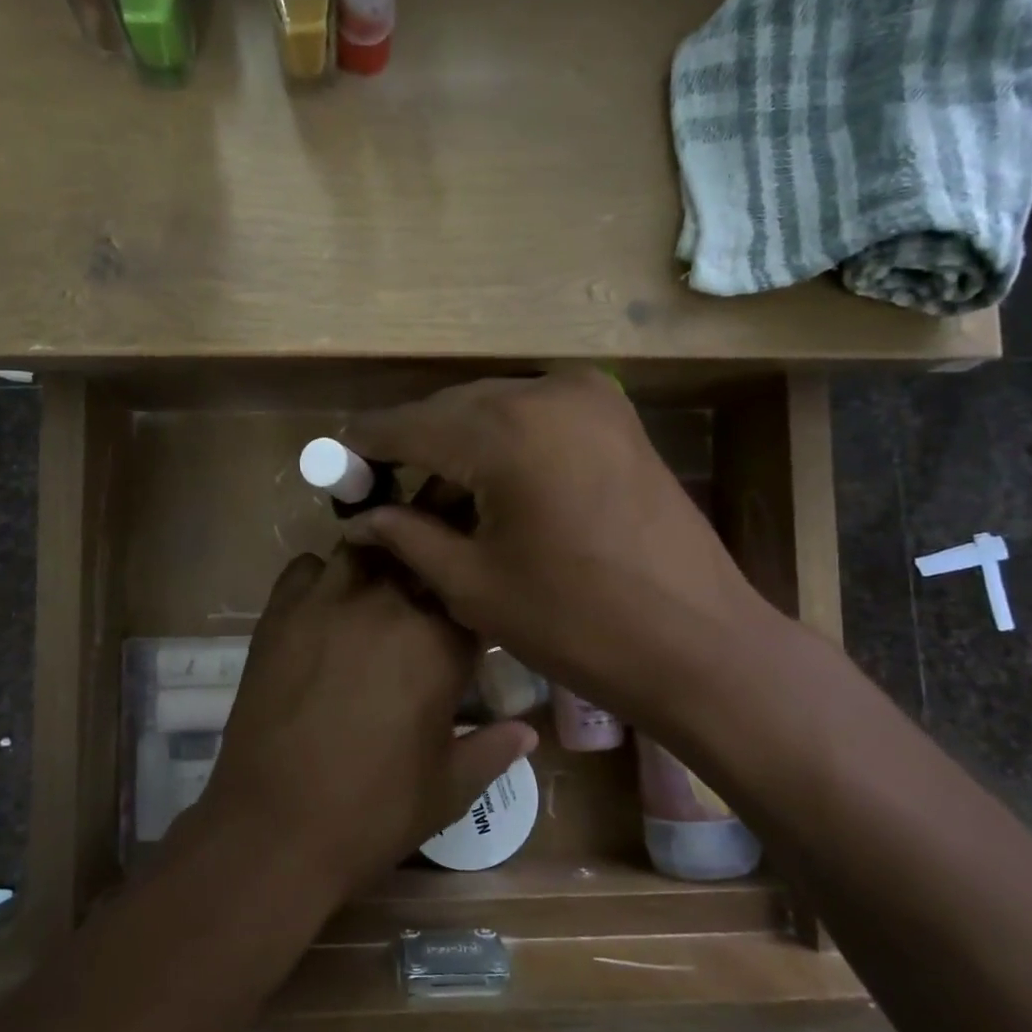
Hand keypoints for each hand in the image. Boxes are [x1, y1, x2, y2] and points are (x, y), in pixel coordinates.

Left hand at [192, 548, 537, 906]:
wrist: (274, 829)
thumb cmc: (373, 814)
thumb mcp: (450, 790)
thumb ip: (493, 749)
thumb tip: (528, 732)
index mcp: (438, 645)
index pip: (470, 597)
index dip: (474, 605)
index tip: (470, 622)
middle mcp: (387, 607)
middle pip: (420, 556)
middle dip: (431, 569)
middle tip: (427, 596)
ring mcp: (327, 603)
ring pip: (365, 548)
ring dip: (380, 562)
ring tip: (379, 590)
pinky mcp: (279, 614)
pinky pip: (306, 568)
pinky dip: (321, 576)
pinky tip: (325, 606)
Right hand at [341, 370, 778, 723]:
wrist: (696, 641)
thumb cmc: (575, 623)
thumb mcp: (473, 584)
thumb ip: (406, 535)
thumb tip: (359, 516)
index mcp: (504, 430)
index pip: (407, 425)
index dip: (365, 448)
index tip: (336, 472)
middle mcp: (545, 390)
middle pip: (449, 409)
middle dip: (410, 447)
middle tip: (381, 494)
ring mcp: (590, 396)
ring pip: (492, 407)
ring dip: (455, 444)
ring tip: (433, 497)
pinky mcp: (615, 415)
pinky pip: (533, 415)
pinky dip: (501, 441)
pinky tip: (489, 485)